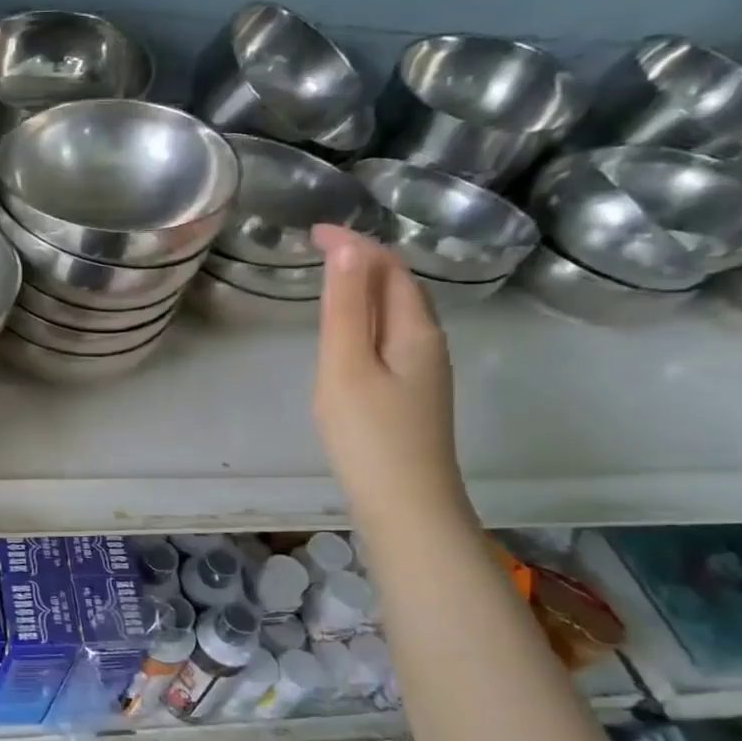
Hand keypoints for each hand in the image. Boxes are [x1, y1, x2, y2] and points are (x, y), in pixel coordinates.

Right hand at [312, 225, 468, 527]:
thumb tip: (349, 248)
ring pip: (397, 314)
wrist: (406, 508)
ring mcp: (424, 373)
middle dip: (363, 260)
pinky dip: (367, 320)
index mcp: (415, 330)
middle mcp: (428, 344)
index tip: (313, 231)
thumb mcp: (347, 367)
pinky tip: (349, 338)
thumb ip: (346, 308)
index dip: (354, 244)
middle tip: (319, 250)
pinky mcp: (412, 397)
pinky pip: (391, 339)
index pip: (388, 268)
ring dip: (366, 289)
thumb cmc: (369, 436)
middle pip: (399, 288)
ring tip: (330, 281)